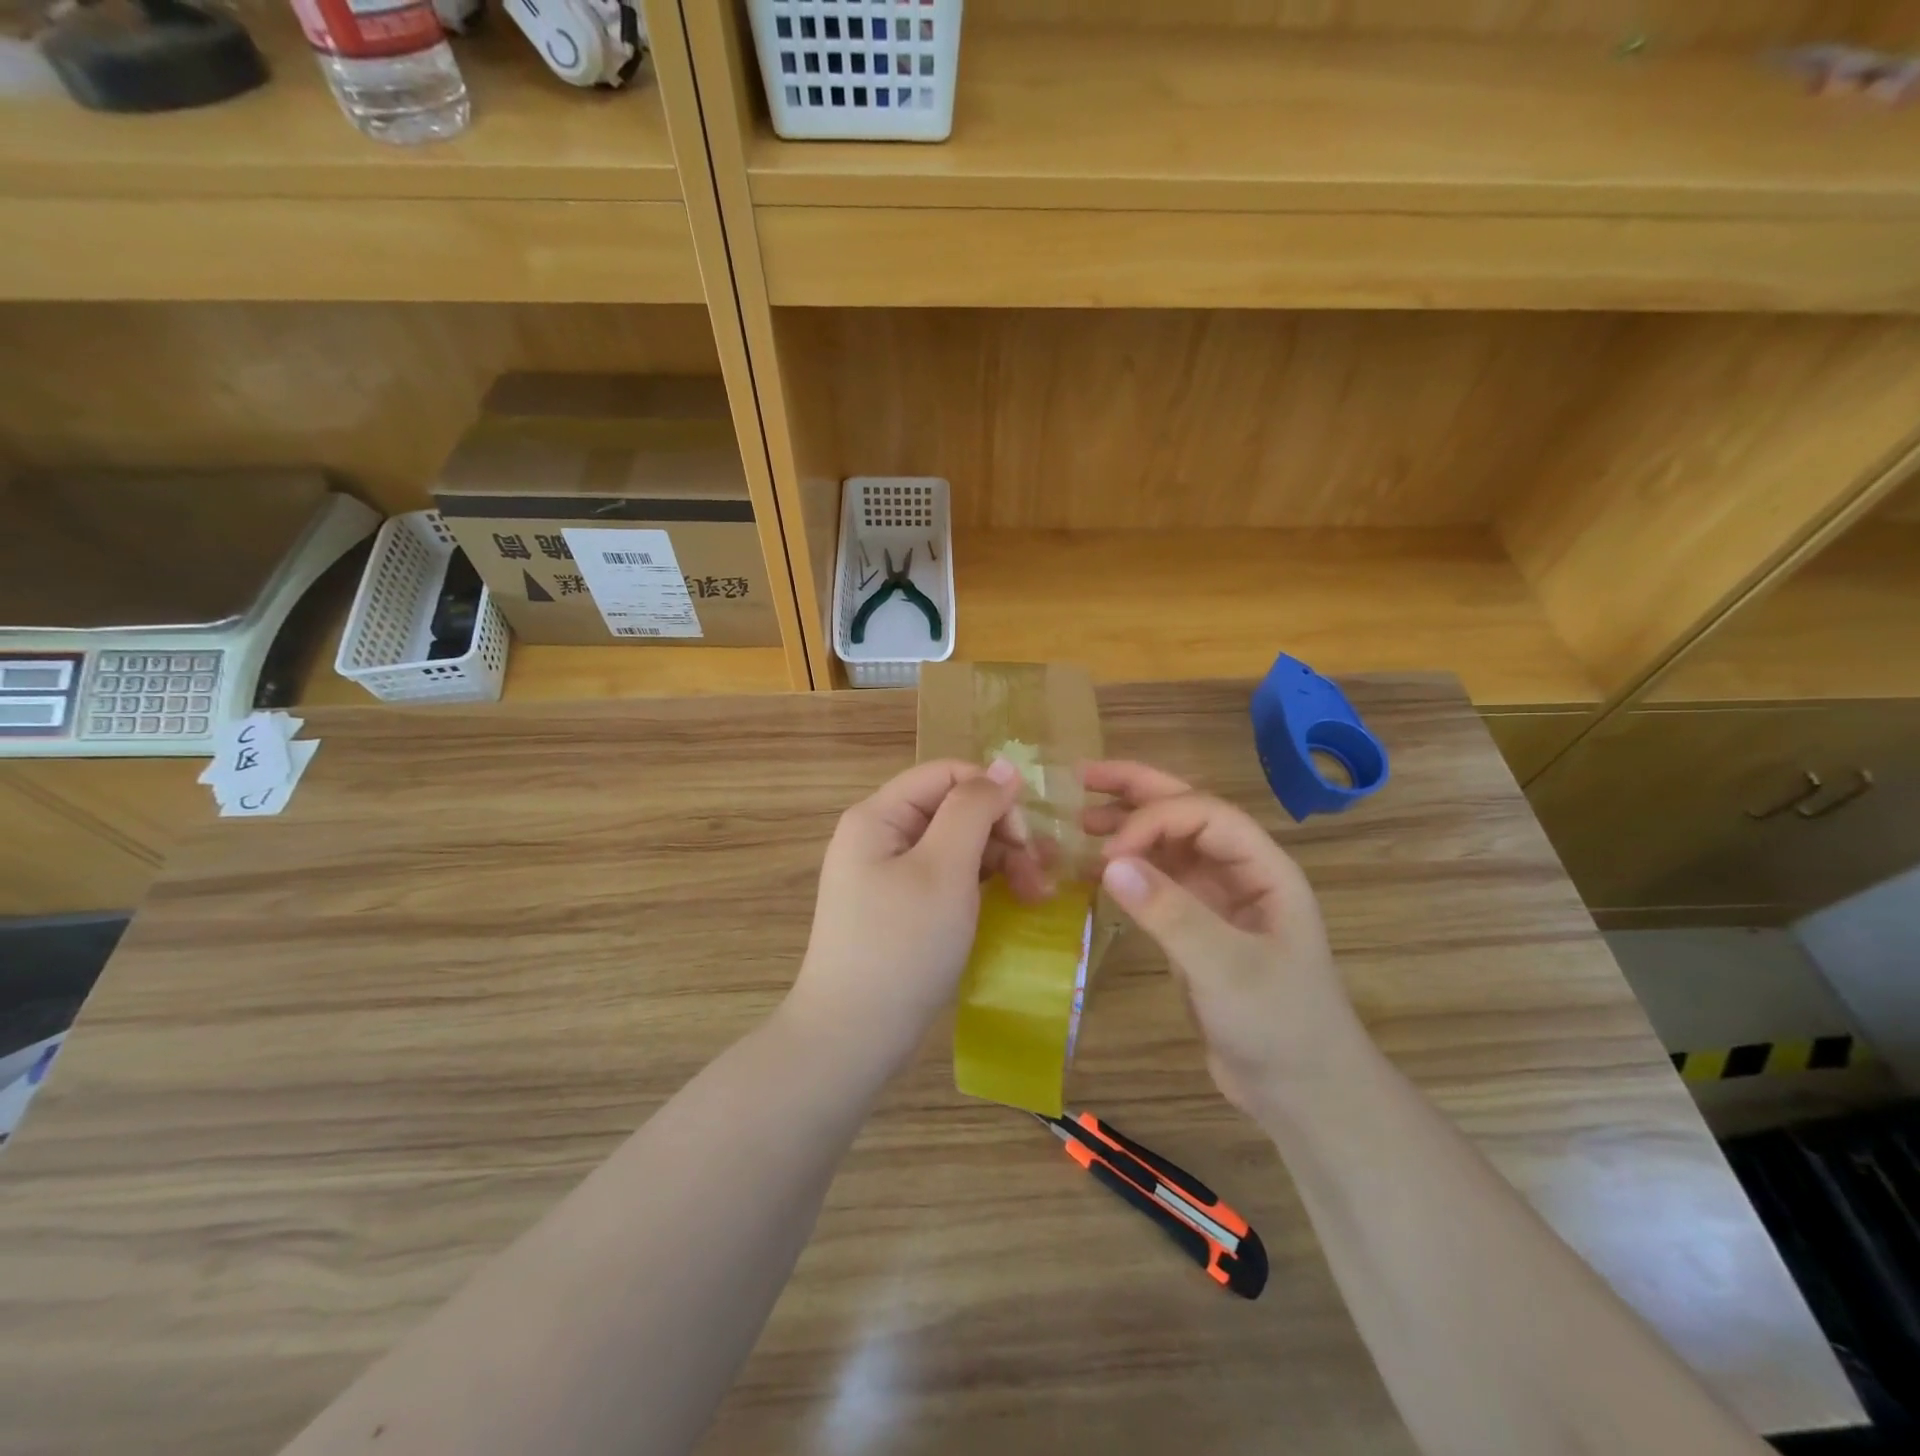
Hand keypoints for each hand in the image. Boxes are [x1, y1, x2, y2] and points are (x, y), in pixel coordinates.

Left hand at [783, 759, 1047, 1076]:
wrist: (853, 1037)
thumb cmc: (901, 946)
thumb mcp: (945, 869)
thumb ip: (973, 809)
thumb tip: (1004, 766)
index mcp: (879, 816)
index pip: (947, 775)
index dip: (992, 795)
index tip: (1026, 837)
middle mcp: (880, 836)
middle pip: (953, 810)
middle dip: (1002, 835)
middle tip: (1040, 877)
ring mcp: (888, 874)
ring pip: (956, 845)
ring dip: (1000, 862)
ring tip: (1035, 897)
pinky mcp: (900, 907)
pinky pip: (947, 878)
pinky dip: (980, 887)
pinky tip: (1011, 905)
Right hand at [1083, 761, 1365, 1114]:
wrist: (1302, 1092)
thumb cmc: (1279, 1024)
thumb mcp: (1227, 969)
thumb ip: (1171, 913)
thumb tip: (1108, 862)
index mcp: (1263, 867)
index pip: (1203, 814)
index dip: (1152, 819)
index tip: (1108, 851)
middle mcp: (1239, 871)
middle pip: (1186, 812)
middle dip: (1136, 790)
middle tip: (1082, 777)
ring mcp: (1217, 899)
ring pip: (1168, 844)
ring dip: (1128, 825)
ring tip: (1081, 819)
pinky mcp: (1196, 927)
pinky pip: (1158, 881)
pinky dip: (1127, 869)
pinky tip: (1095, 871)